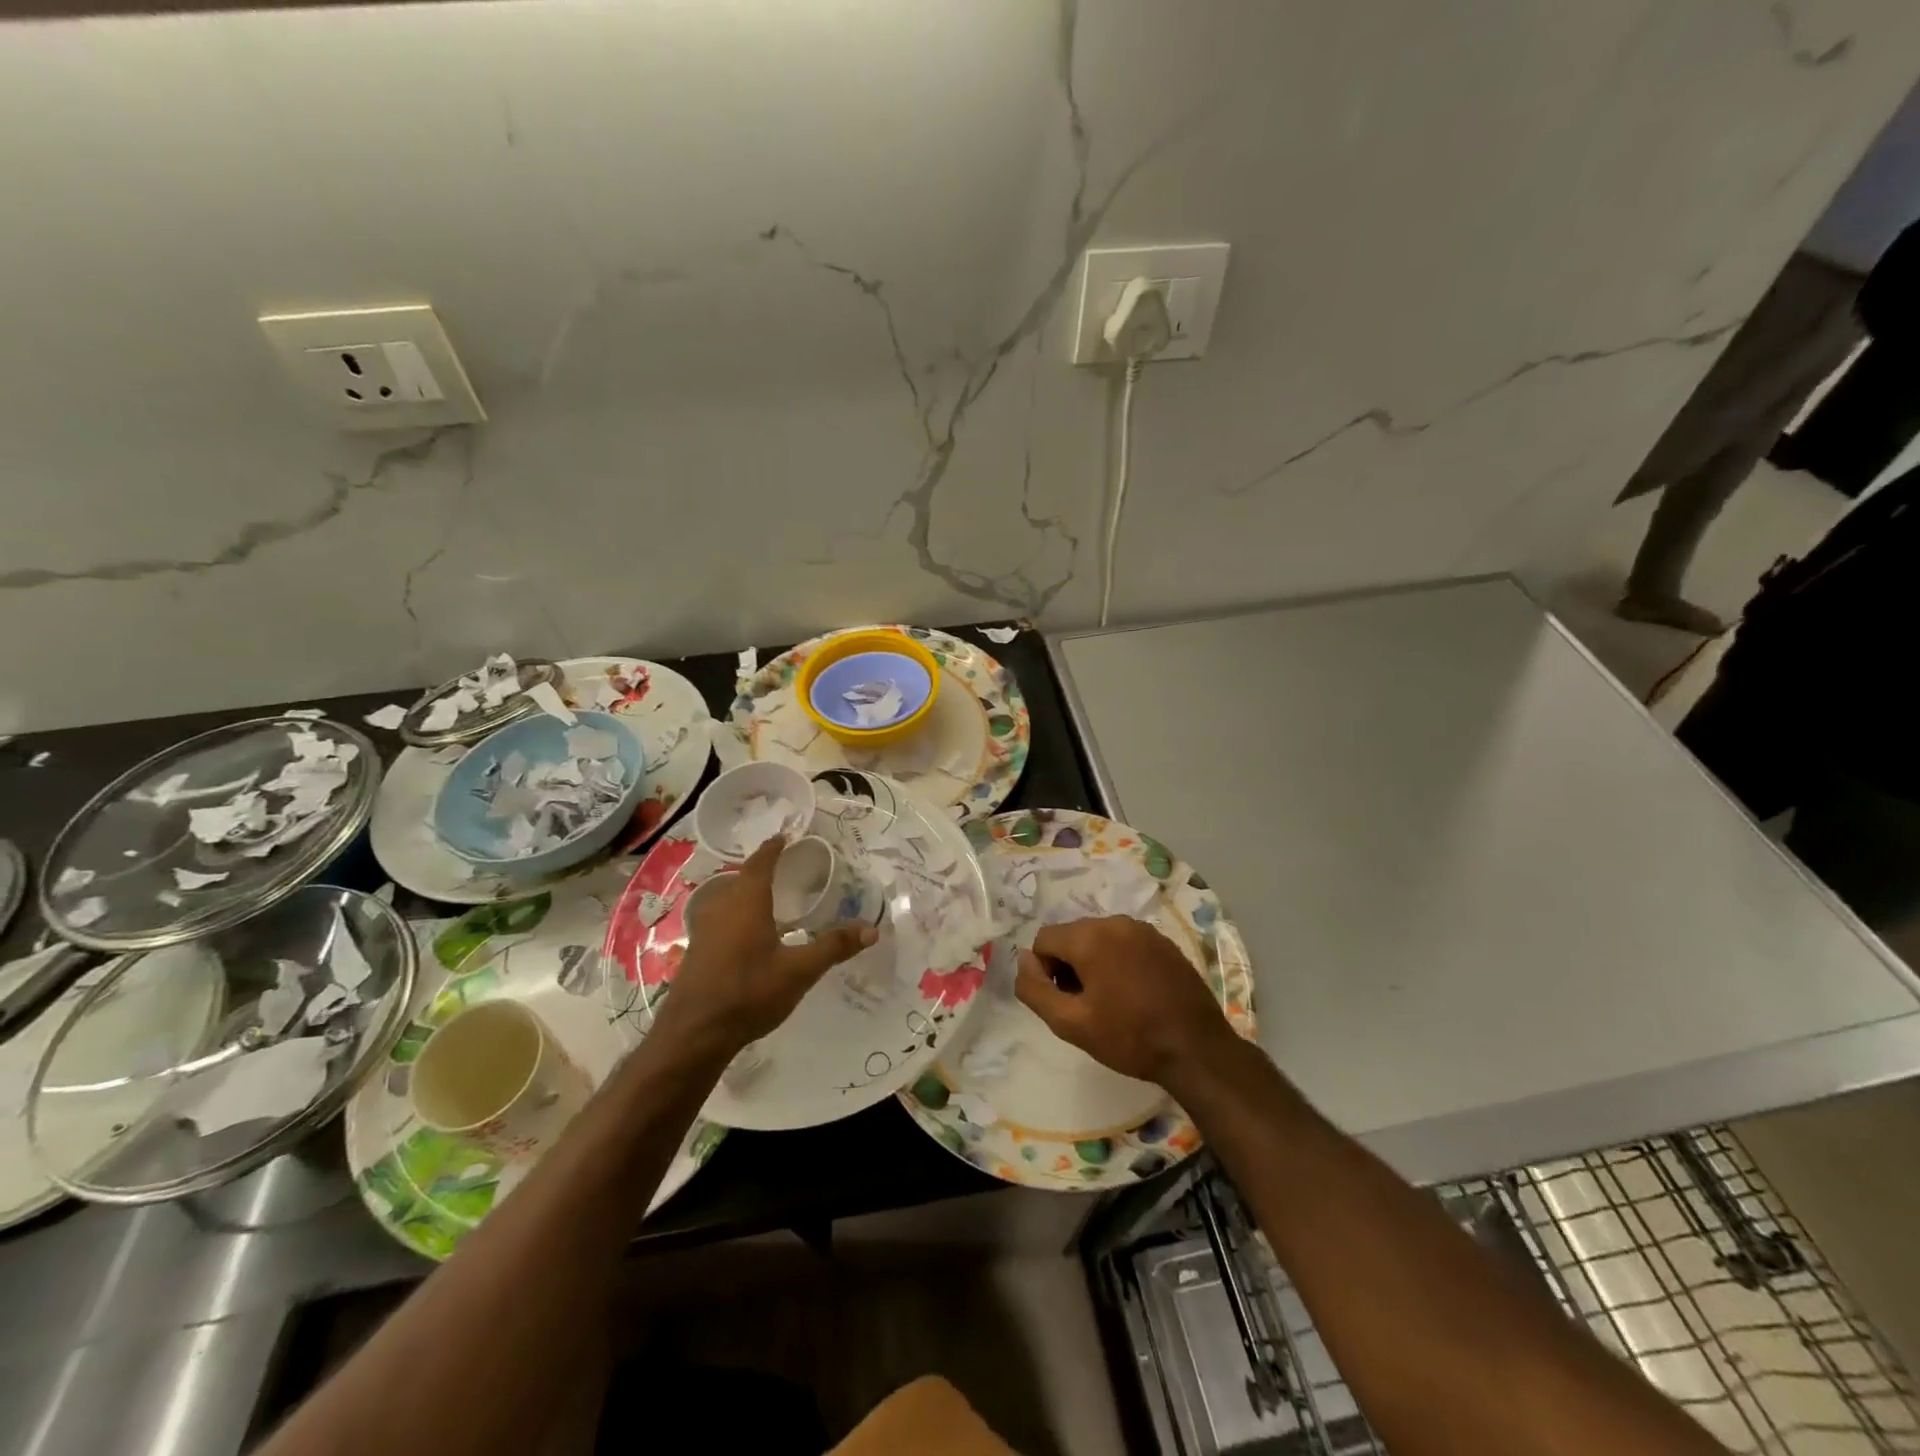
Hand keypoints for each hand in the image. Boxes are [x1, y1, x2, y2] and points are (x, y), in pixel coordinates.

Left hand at [660, 837, 876, 1054]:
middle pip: (742, 878)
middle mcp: (722, 907)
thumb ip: (833, 947)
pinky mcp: (697, 951)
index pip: (760, 862)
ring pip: (728, 899)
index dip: (773, 848)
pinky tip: (749, 934)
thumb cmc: (749, 993)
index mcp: (746, 902)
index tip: (785, 836)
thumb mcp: (799, 971)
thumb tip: (872, 930)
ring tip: (769, 897)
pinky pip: (720, 919)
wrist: (694, 1034)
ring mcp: (704, 929)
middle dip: (761, 870)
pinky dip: (737, 914)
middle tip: (784, 866)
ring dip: (747, 893)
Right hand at [1016, 916, 1235, 1086]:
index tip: (1063, 1001)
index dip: (1043, 972)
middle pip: (1072, 936)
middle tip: (1085, 1005)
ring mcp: (1144, 930)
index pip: (1044, 939)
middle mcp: (1115, 922)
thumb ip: (1035, 989)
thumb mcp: (1070, 1023)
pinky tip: (1134, 994)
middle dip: (1069, 965)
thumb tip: (1023, 962)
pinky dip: (1119, 961)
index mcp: (1089, 936)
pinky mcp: (1164, 942)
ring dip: (1094, 963)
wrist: (1196, 1048)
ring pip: (1099, 938)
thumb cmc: (1129, 1037)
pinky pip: (1126, 943)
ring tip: (1110, 1001)